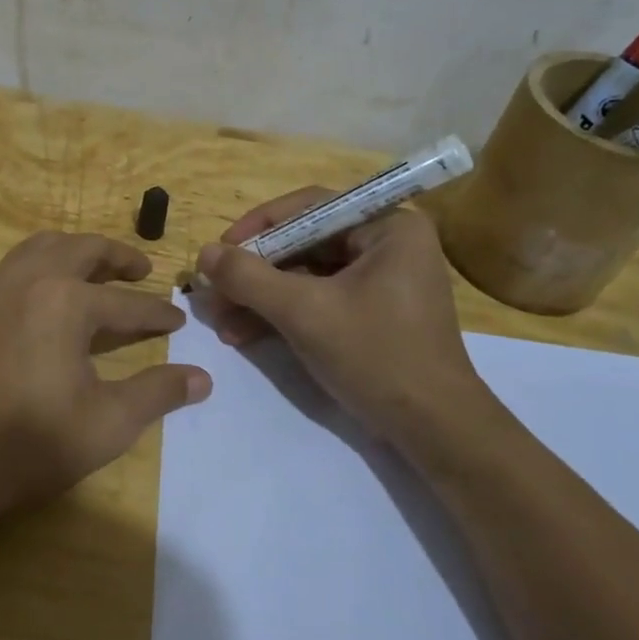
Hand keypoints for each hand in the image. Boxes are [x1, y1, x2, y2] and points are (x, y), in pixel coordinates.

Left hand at [0, 231, 211, 509]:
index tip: (178, 319)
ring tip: (96, 270)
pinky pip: (14, 267)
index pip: (127, 303)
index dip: (157, 313)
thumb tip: (202, 378)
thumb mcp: (109, 423)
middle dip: (117, 256)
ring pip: (41, 248)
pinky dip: (42, 265)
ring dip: (75, 251)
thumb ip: (158, 393)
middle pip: (82, 250)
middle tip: (142, 270)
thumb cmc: (33, 442)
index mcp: (66, 302)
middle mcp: (30, 281)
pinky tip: (49, 297)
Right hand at [197, 192, 490, 443]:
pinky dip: (282, 315)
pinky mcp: (371, 314)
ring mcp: (380, 282)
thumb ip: (250, 278)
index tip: (221, 250)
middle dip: (255, 272)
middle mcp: (387, 246)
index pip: (310, 208)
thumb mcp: (305, 312)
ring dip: (260, 297)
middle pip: (304, 243)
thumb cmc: (376, 356)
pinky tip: (243, 334)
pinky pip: (318, 300)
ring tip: (220, 320)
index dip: (259, 226)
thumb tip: (204, 253)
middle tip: (214, 290)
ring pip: (306, 276)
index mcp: (388, 228)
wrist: (434, 431)